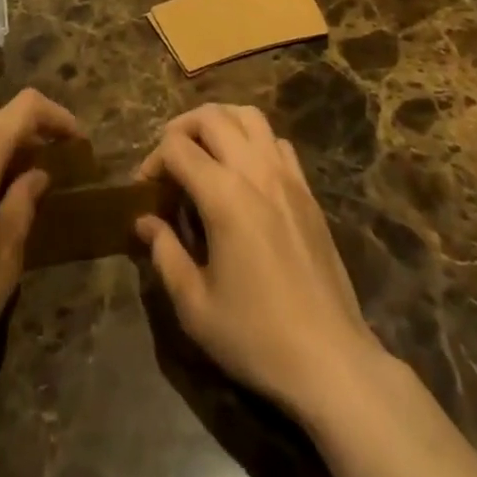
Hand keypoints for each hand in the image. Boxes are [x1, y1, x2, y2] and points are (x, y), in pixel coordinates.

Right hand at [136, 104, 382, 420]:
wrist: (331, 361)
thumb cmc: (256, 336)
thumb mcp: (195, 306)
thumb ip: (164, 253)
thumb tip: (145, 221)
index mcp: (224, 195)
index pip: (177, 147)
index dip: (153, 161)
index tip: (145, 191)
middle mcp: (255, 171)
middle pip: (211, 116)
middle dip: (181, 128)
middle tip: (169, 161)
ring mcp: (286, 176)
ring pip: (248, 115)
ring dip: (220, 122)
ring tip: (205, 152)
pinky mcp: (307, 191)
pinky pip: (276, 141)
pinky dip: (253, 141)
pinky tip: (245, 173)